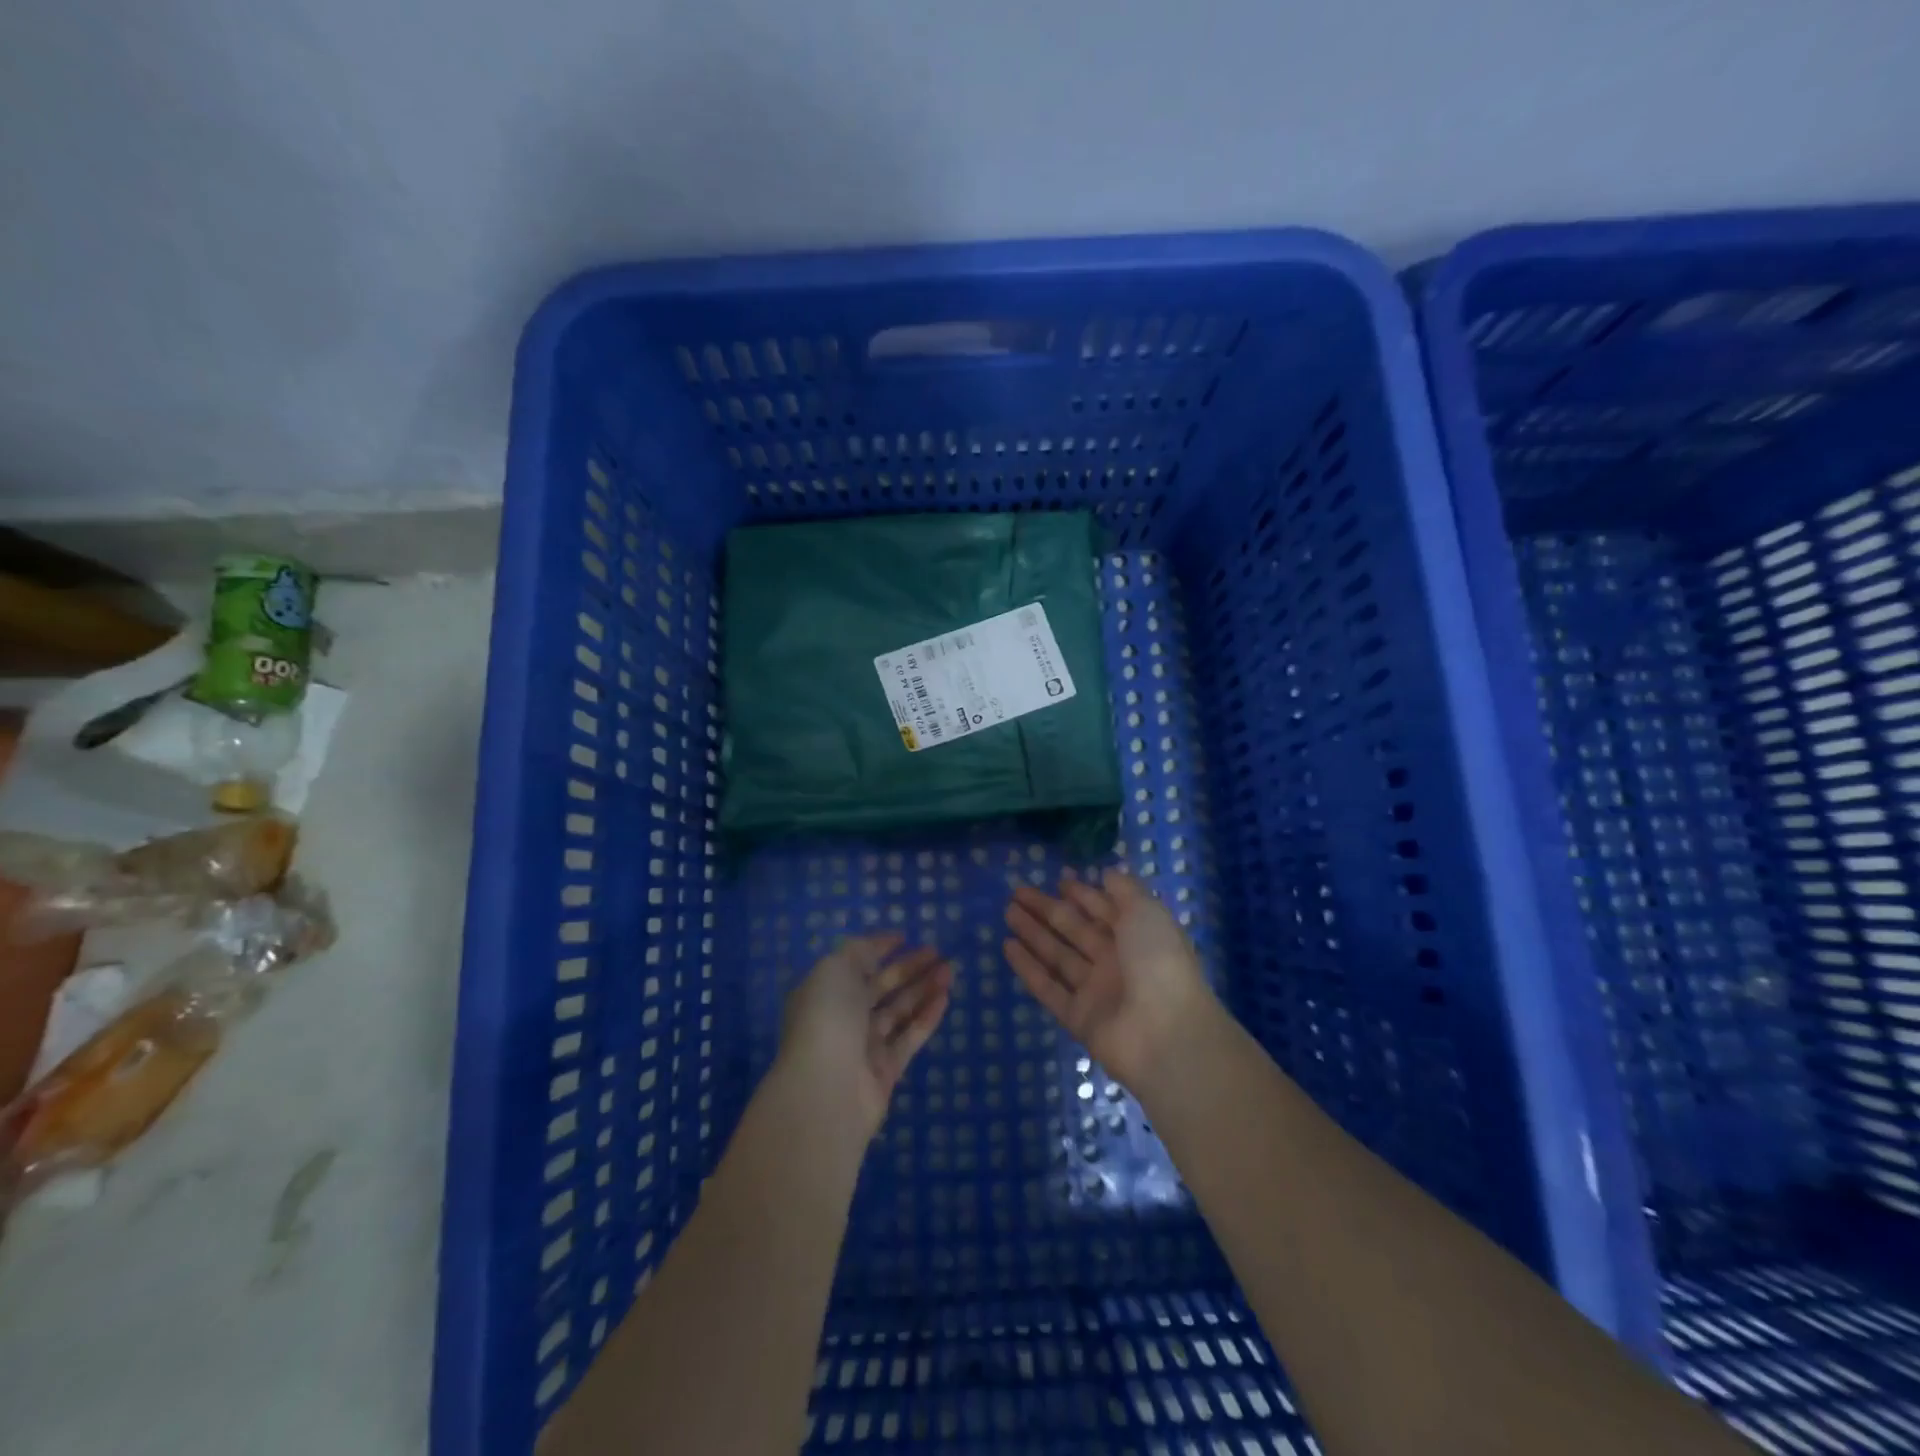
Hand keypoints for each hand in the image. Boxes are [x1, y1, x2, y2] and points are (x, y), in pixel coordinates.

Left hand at [778, 933, 952, 1138]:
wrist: (826, 1090)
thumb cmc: (828, 1017)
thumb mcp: (836, 969)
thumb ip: (858, 953)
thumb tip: (875, 949)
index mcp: (824, 990)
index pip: (854, 962)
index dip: (878, 948)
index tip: (905, 936)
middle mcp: (842, 1016)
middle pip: (880, 986)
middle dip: (908, 967)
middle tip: (938, 952)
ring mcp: (864, 1045)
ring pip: (899, 1010)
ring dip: (923, 989)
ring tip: (949, 971)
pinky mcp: (885, 1071)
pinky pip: (909, 1037)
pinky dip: (927, 1017)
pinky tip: (945, 998)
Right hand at [1003, 869, 1216, 1090]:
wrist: (1166, 1035)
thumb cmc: (1159, 962)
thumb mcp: (1148, 912)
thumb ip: (1125, 890)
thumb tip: (1106, 873)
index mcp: (1137, 935)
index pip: (1104, 909)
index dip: (1083, 893)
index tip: (1058, 878)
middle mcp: (1116, 960)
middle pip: (1075, 929)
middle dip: (1048, 909)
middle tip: (1017, 891)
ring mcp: (1095, 990)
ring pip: (1058, 955)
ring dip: (1033, 933)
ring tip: (1007, 911)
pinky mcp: (1077, 1017)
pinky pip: (1048, 988)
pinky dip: (1028, 968)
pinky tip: (1007, 947)